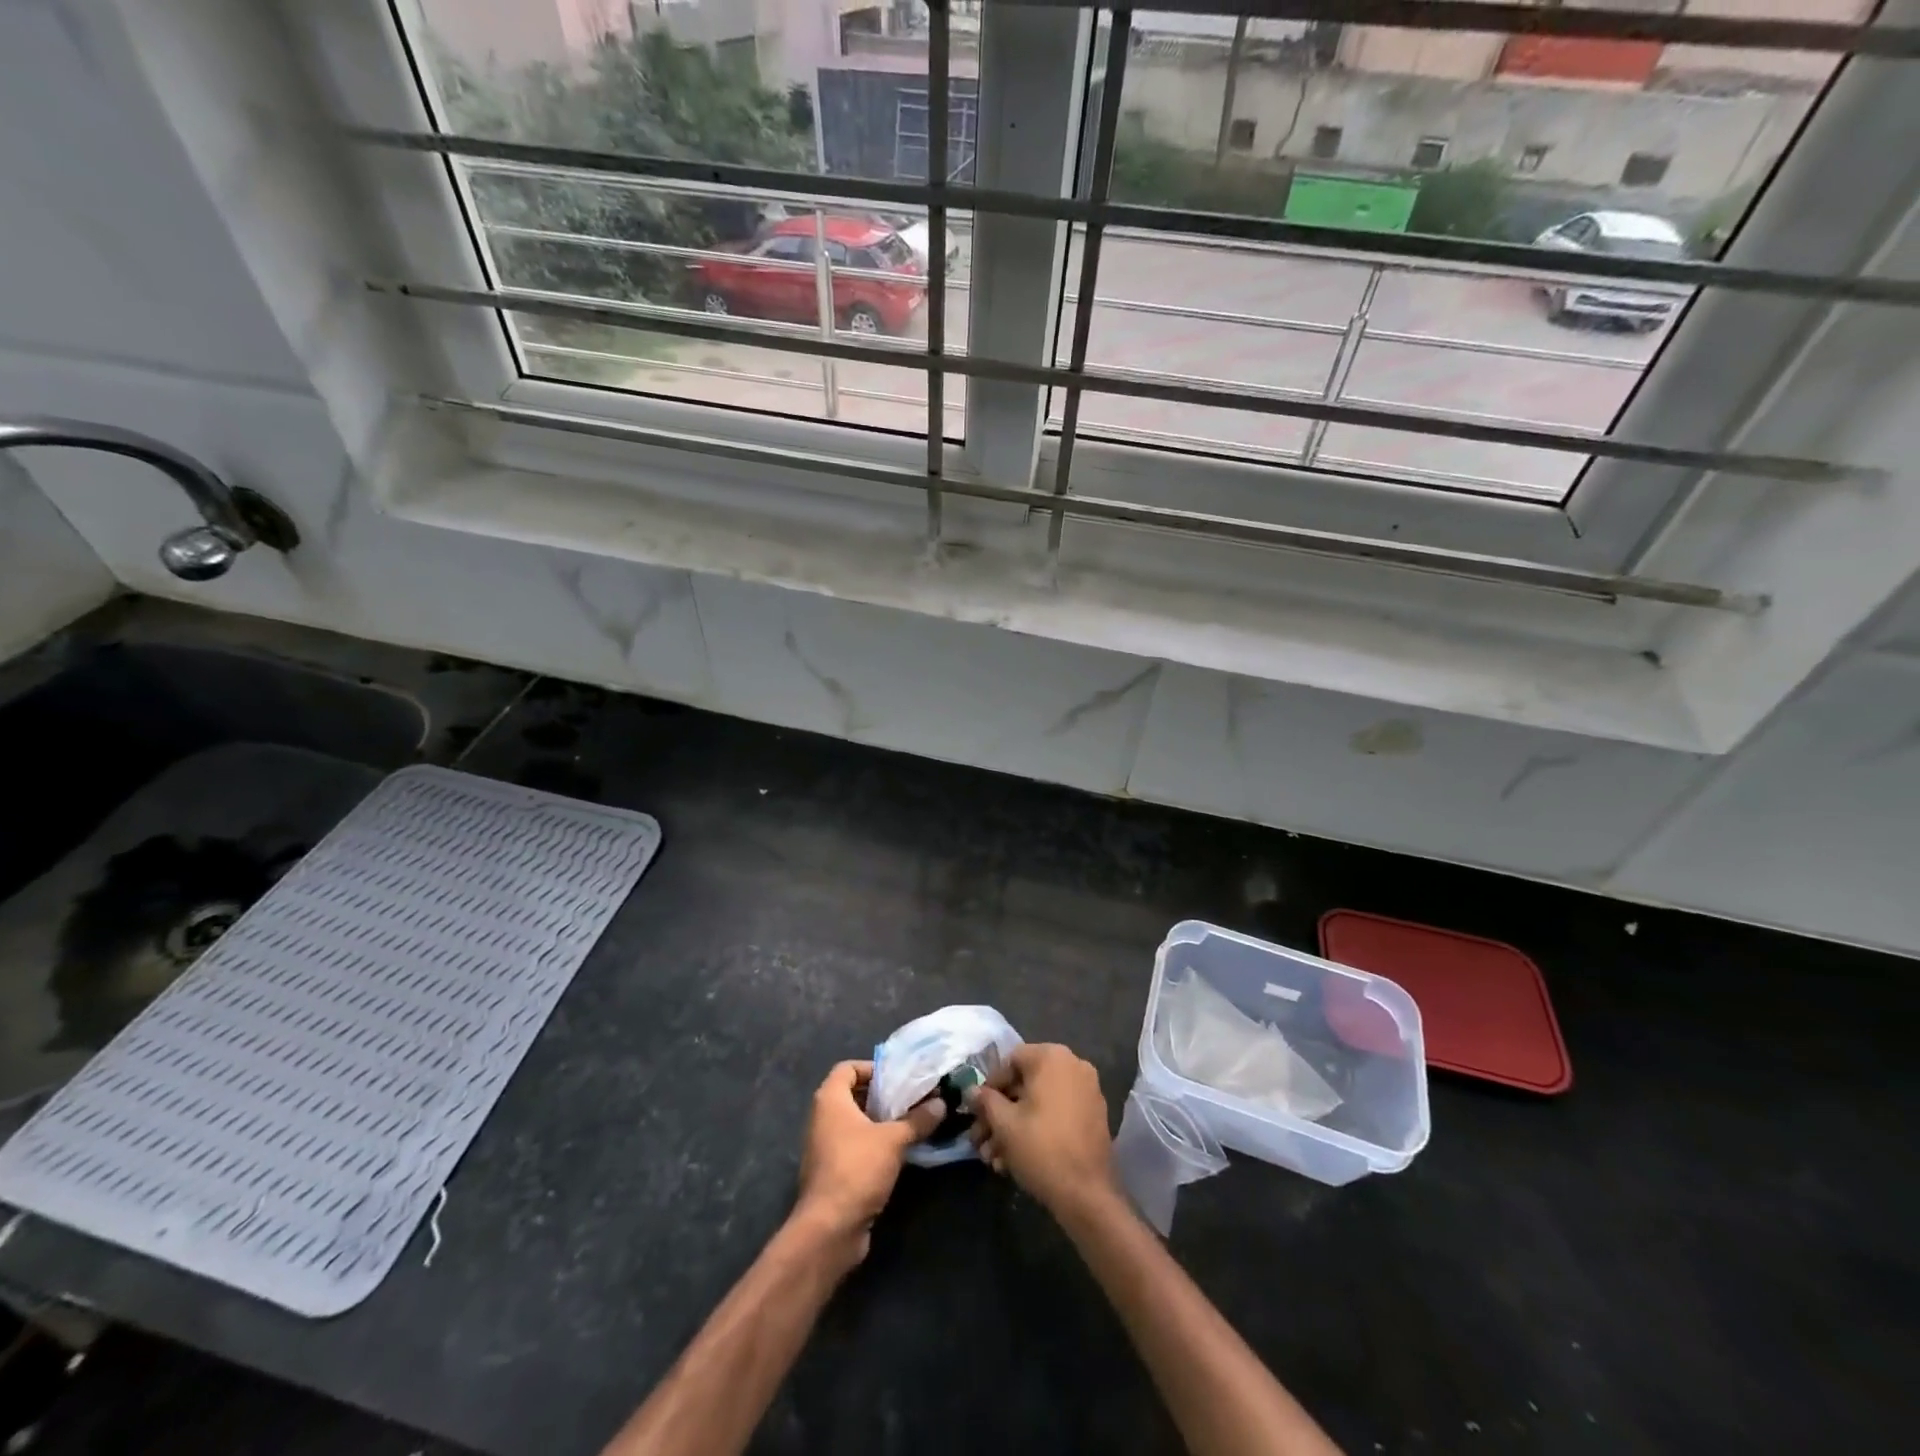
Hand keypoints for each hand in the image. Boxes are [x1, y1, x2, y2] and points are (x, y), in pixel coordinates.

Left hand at [794, 1061, 941, 1262]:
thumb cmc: (857, 1169)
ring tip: (912, 1122)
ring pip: (856, 1122)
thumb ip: (918, 1119)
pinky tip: (901, 1150)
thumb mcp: (893, 1140)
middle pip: (854, 1094)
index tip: (899, 1077)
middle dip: (883, 1095)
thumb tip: (941, 1103)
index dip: (873, 1068)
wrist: (829, 1229)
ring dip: (882, 1121)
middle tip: (912, 1098)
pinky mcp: (833, 1171)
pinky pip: (856, 1146)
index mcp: (830, 1100)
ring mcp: (825, 1146)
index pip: (848, 1068)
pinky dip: (875, 1143)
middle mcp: (823, 1118)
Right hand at [970, 1043, 1116, 1218]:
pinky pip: (1057, 1113)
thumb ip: (986, 1101)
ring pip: (1040, 1103)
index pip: (1011, 1061)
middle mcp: (1073, 1065)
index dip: (990, 1087)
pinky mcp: (1094, 1116)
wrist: (1087, 1194)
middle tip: (980, 1141)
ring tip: (993, 1159)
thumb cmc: (1041, 1149)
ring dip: (1014, 1126)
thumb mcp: (1004, 1124)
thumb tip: (972, 1090)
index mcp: (1052, 1057)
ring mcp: (1087, 1091)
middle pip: (1025, 1084)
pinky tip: (1015, 1159)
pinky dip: (1037, 1128)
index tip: (977, 1112)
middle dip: (999, 1114)